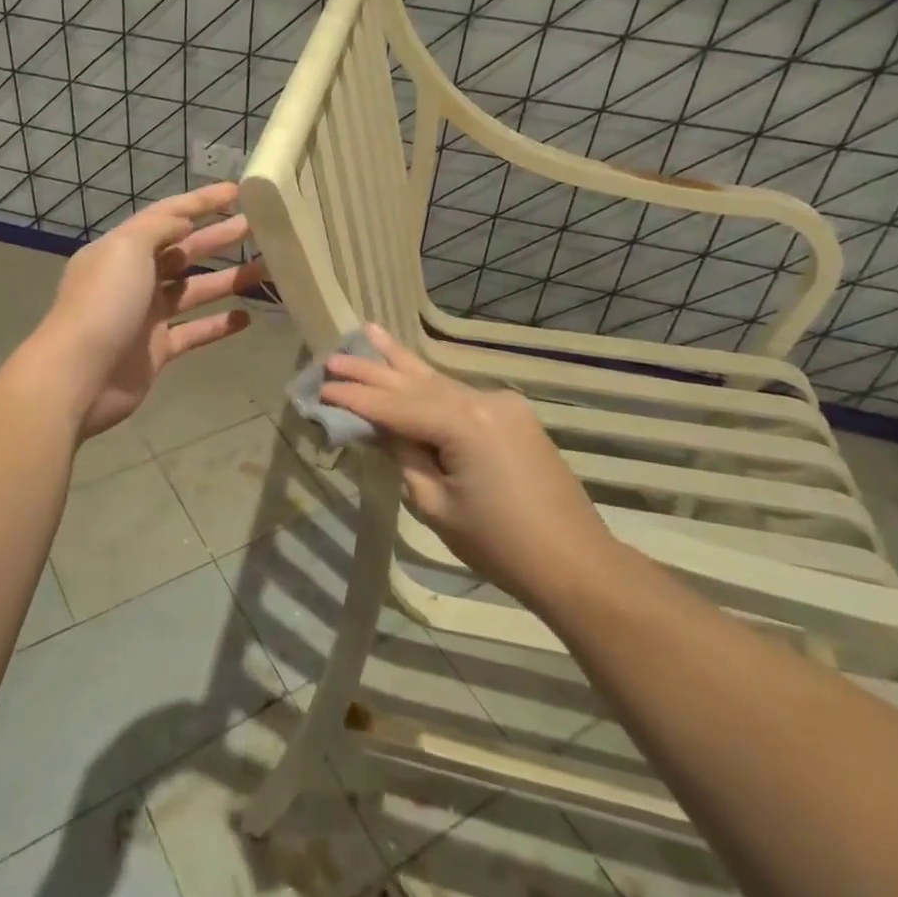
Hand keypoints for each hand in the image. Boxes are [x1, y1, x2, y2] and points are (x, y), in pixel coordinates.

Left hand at [23, 184, 263, 437]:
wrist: (78, 376)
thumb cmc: (104, 303)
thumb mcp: (127, 249)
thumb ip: (158, 228)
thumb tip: (184, 221)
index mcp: (122, 249)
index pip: (167, 216)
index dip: (202, 202)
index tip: (238, 191)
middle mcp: (134, 278)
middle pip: (184, 251)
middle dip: (219, 238)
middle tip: (259, 228)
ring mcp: (146, 316)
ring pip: (194, 291)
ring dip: (228, 280)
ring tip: (265, 269)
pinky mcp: (157, 350)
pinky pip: (194, 332)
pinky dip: (219, 325)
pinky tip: (247, 318)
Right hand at [319, 325, 613, 603]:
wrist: (575, 563)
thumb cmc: (499, 544)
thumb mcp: (436, 505)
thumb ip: (404, 456)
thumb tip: (379, 428)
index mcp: (463, 422)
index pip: (394, 405)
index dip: (355, 397)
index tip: (321, 386)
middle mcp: (483, 400)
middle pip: (415, 382)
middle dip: (373, 370)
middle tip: (334, 355)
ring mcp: (503, 404)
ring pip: (439, 382)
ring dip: (401, 364)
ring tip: (369, 333)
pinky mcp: (513, 416)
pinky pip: (460, 395)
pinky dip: (429, 385)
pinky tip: (410, 369)